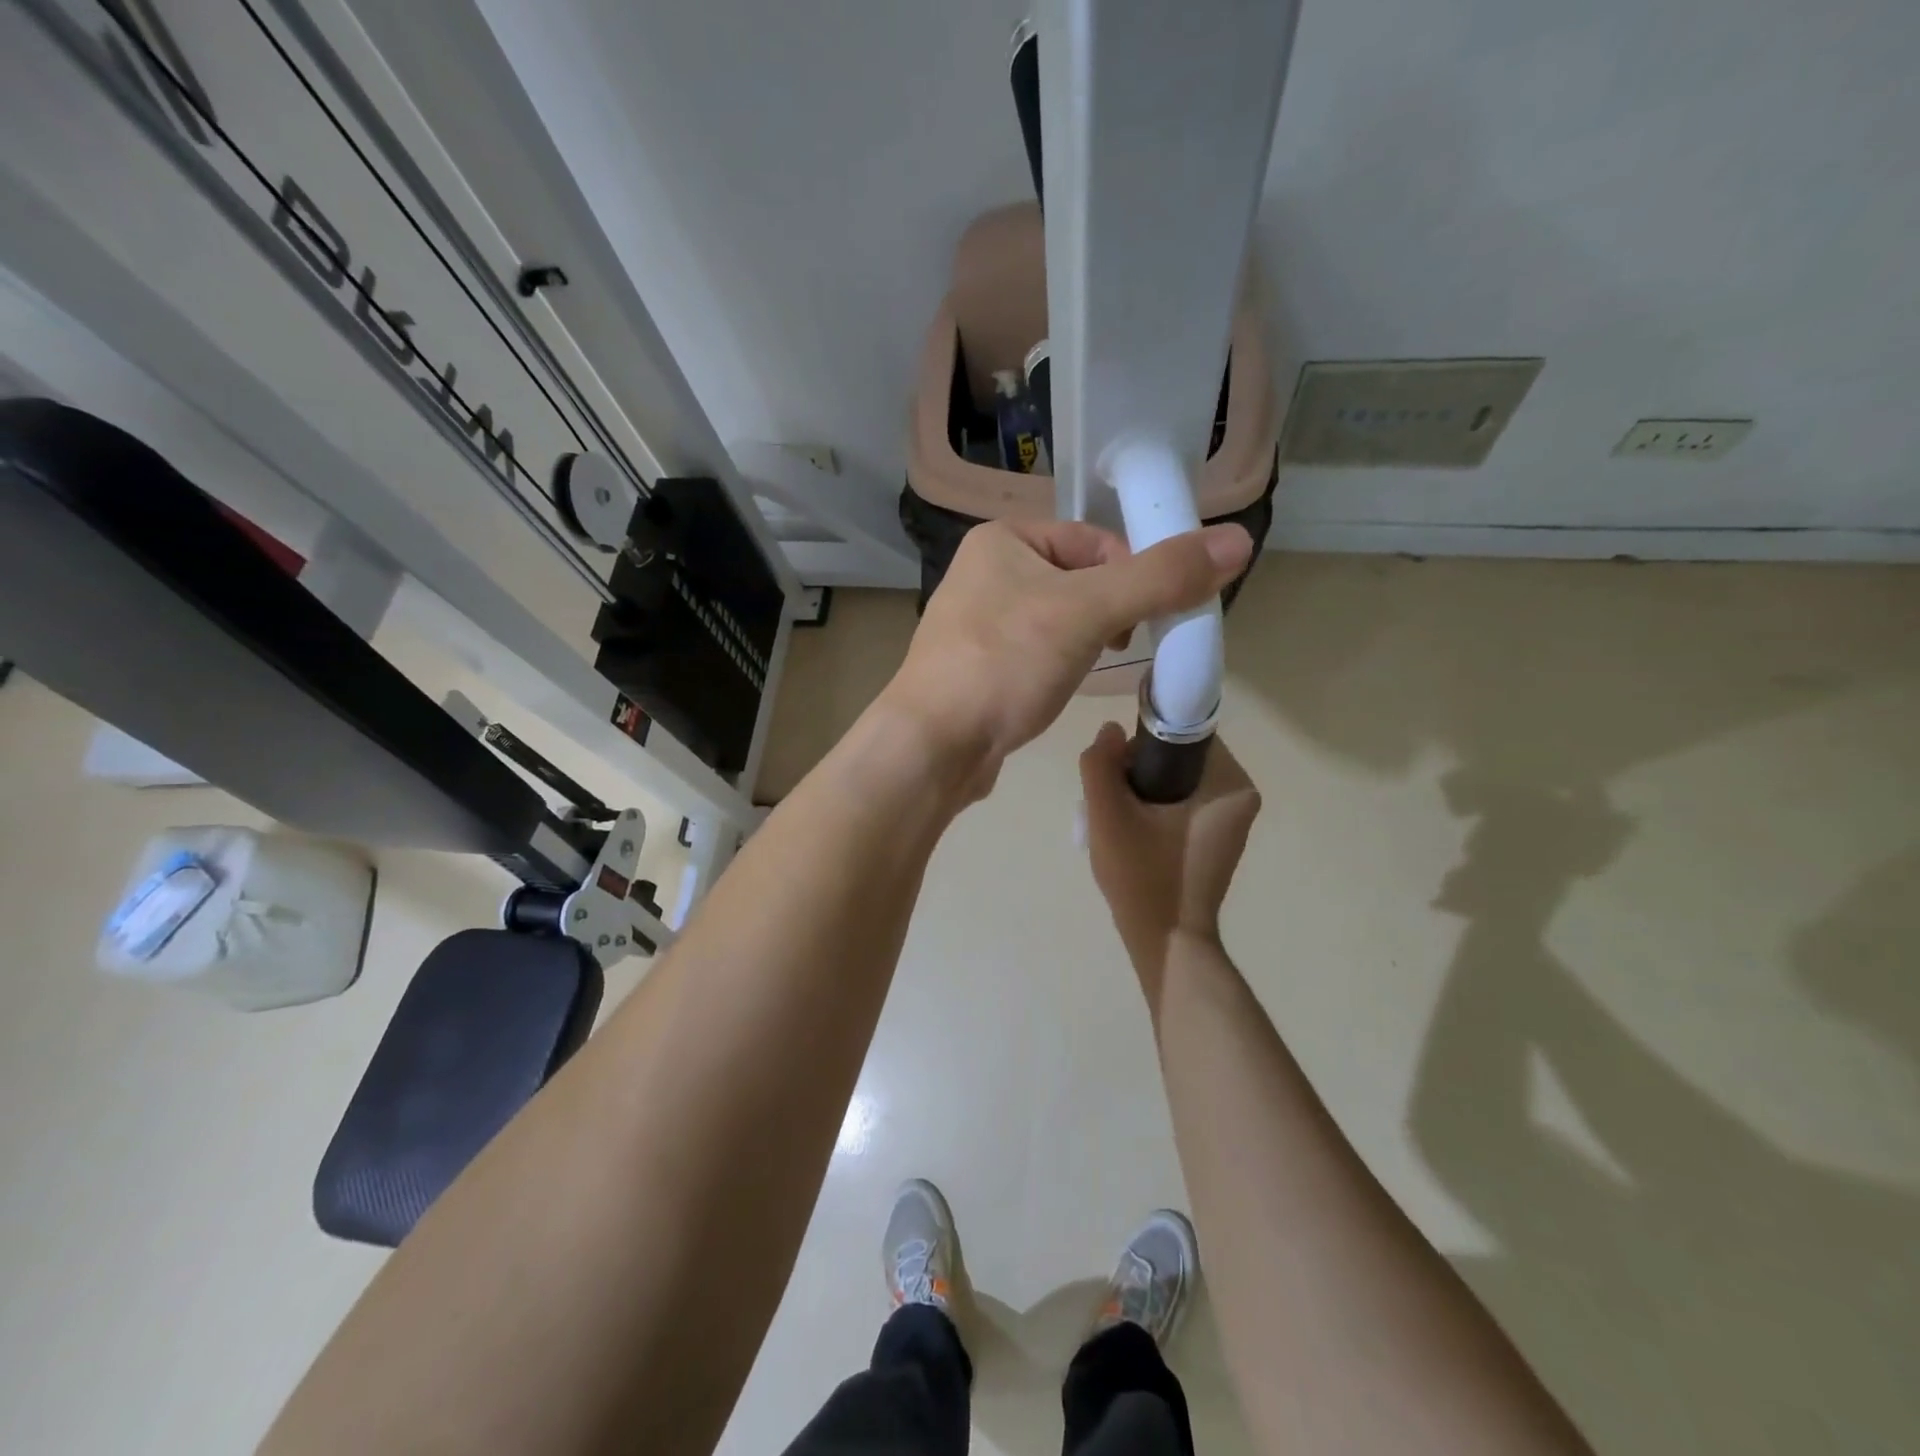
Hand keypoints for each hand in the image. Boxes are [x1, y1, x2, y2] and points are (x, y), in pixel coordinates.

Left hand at [880, 518, 1251, 799]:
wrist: (933, 745)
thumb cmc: (1005, 664)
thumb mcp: (1089, 612)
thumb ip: (1162, 577)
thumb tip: (1238, 541)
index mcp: (1003, 540)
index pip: (1094, 541)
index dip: (1134, 574)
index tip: (1154, 617)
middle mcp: (985, 573)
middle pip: (1079, 580)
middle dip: (1114, 611)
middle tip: (1127, 645)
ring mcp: (977, 624)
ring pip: (1060, 620)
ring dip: (1091, 640)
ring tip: (1096, 669)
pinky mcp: (979, 668)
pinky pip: (1037, 653)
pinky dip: (1062, 665)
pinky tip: (1064, 688)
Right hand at [1079, 726, 1261, 981]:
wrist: (1166, 941)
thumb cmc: (1142, 877)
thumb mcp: (1107, 816)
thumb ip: (1100, 765)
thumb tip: (1110, 730)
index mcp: (1229, 784)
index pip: (1184, 731)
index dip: (1144, 739)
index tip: (1118, 767)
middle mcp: (1241, 796)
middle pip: (1179, 755)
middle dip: (1140, 768)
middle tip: (1112, 799)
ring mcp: (1232, 820)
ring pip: (1177, 779)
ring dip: (1144, 788)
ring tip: (1118, 819)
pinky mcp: (1219, 838)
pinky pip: (1183, 802)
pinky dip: (1156, 807)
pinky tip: (1133, 832)